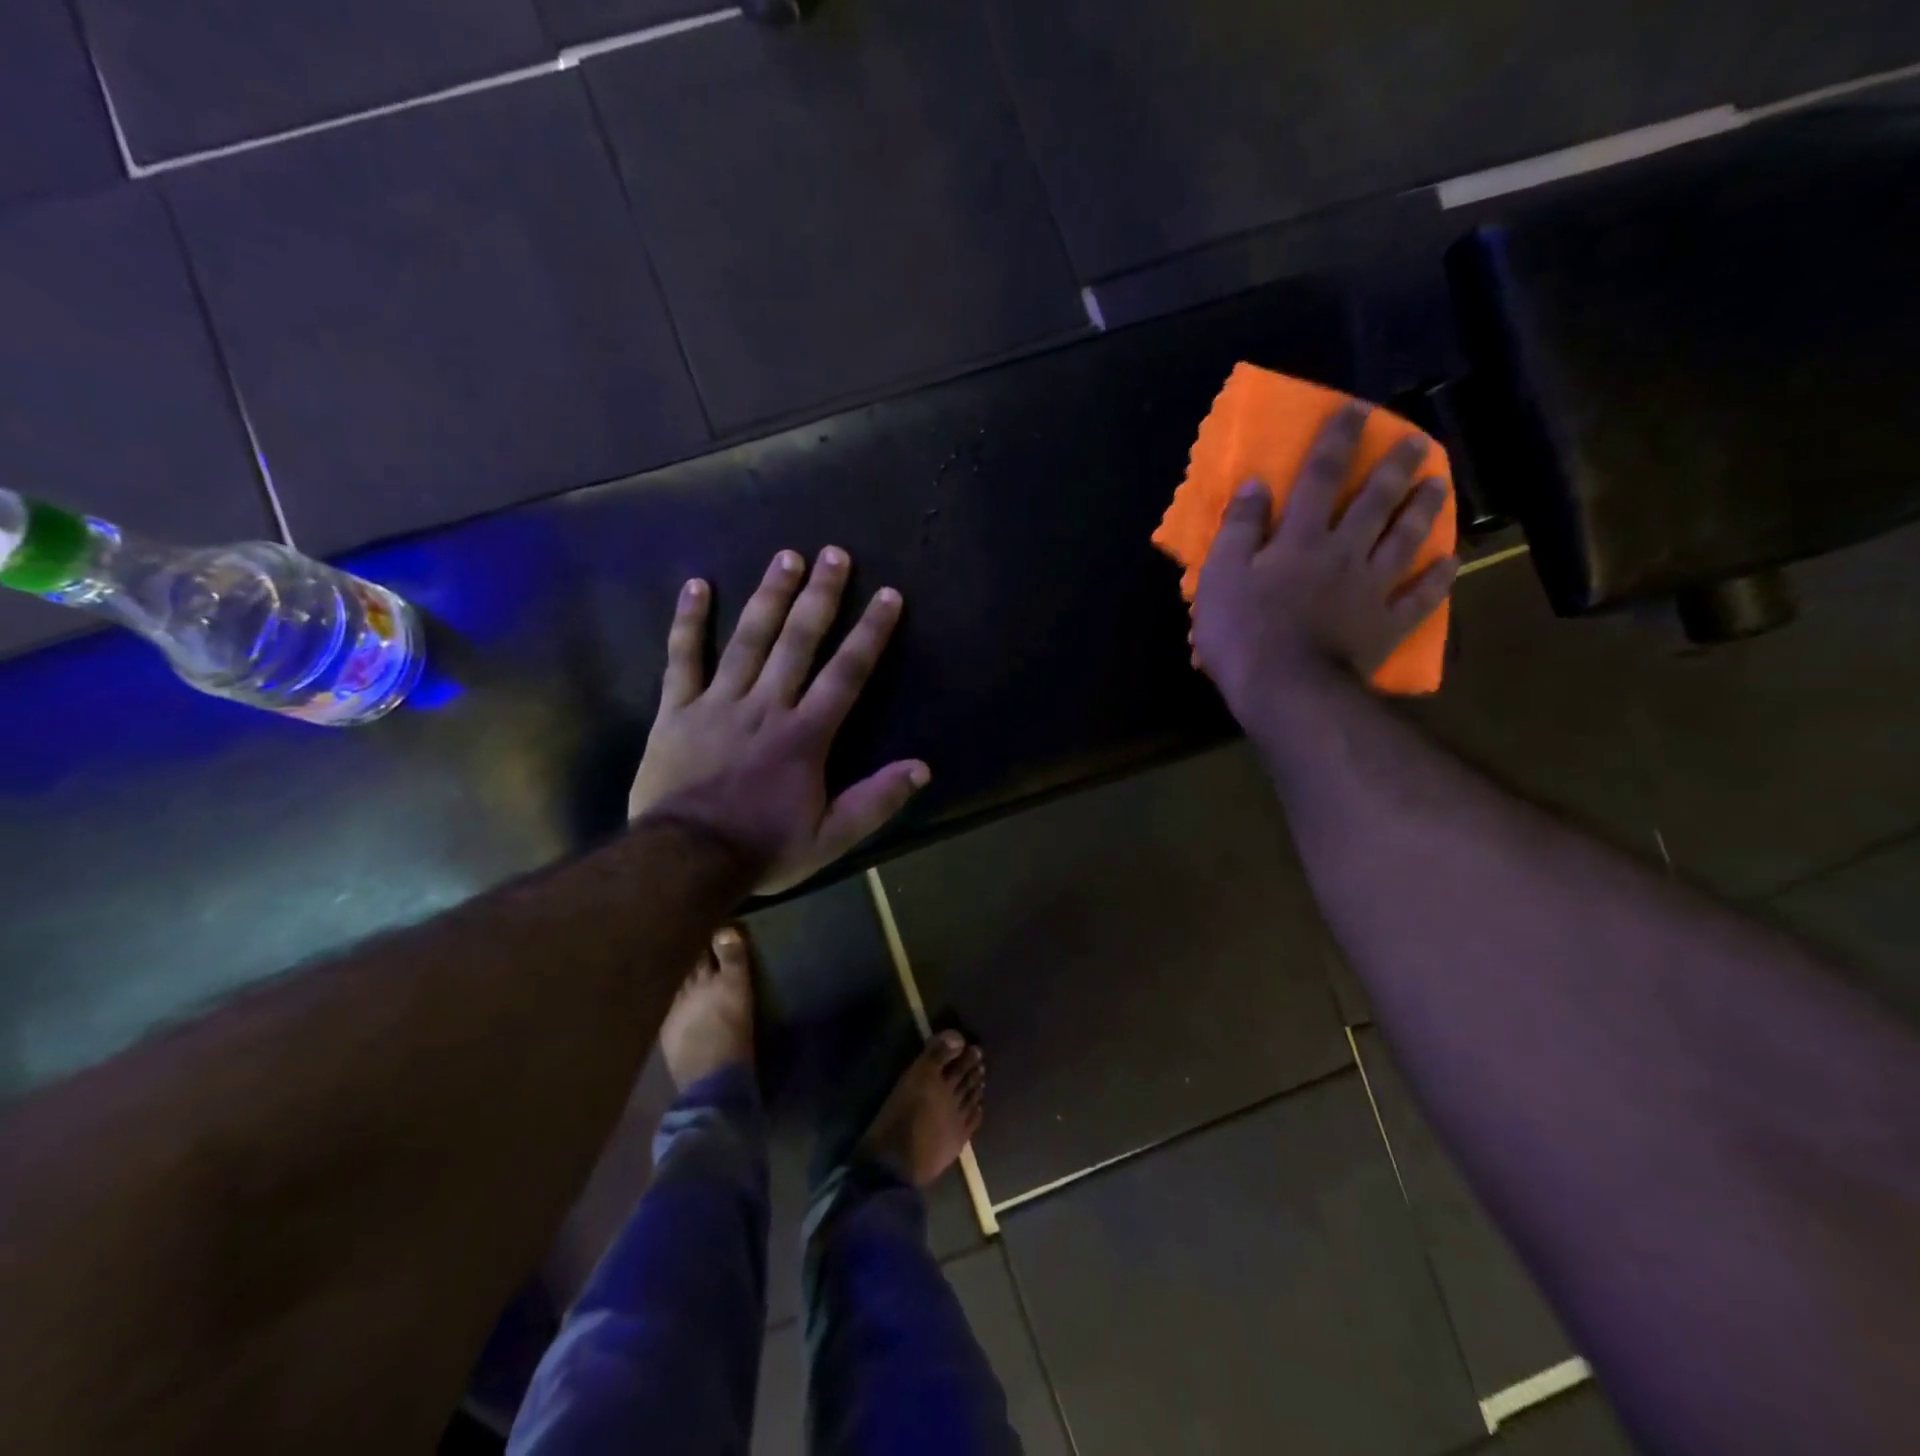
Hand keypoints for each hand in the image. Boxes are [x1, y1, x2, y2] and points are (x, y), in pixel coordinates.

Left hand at [629, 547, 928, 894]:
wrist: (686, 861)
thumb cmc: (763, 847)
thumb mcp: (831, 837)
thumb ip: (876, 801)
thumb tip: (921, 767)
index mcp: (806, 734)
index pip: (846, 673)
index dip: (870, 633)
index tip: (888, 596)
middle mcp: (767, 705)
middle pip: (798, 641)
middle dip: (820, 596)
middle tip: (835, 553)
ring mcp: (719, 702)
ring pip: (749, 639)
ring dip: (769, 595)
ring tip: (786, 556)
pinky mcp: (678, 710)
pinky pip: (683, 658)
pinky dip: (689, 622)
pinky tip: (698, 585)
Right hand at [1191, 402, 1457, 719]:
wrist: (1285, 689)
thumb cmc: (1242, 632)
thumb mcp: (1221, 576)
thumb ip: (1239, 529)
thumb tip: (1257, 484)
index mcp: (1301, 539)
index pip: (1320, 477)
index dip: (1336, 441)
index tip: (1355, 410)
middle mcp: (1344, 553)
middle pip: (1375, 502)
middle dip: (1394, 466)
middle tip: (1416, 440)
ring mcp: (1371, 589)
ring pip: (1404, 540)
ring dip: (1424, 510)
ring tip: (1439, 484)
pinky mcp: (1386, 625)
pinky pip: (1418, 598)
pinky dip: (1437, 580)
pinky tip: (1450, 562)